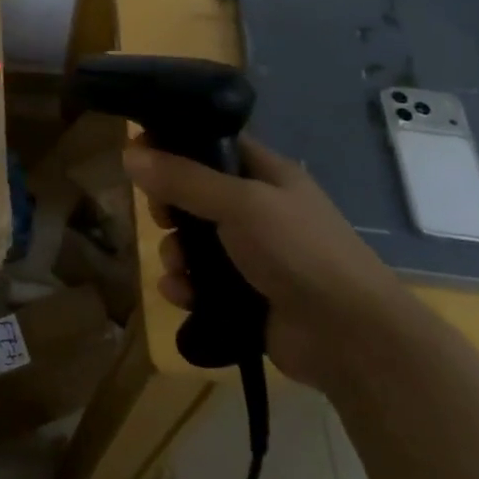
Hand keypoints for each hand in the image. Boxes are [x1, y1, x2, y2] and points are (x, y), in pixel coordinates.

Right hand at [124, 136, 407, 391]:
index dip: (176, 144)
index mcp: (267, 175)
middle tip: (160, 216)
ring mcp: (252, 256)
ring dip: (176, 253)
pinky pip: (200, 283)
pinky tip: (180, 294)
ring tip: (177, 267)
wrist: (349, 335)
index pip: (214, 145)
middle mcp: (258, 210)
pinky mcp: (244, 296)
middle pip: (196, 195)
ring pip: (194, 243)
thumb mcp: (240, 204)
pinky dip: (186, 286)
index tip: (138, 151)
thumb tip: (129, 152)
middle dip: (170, 207)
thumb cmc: (298, 250)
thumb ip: (184, 179)